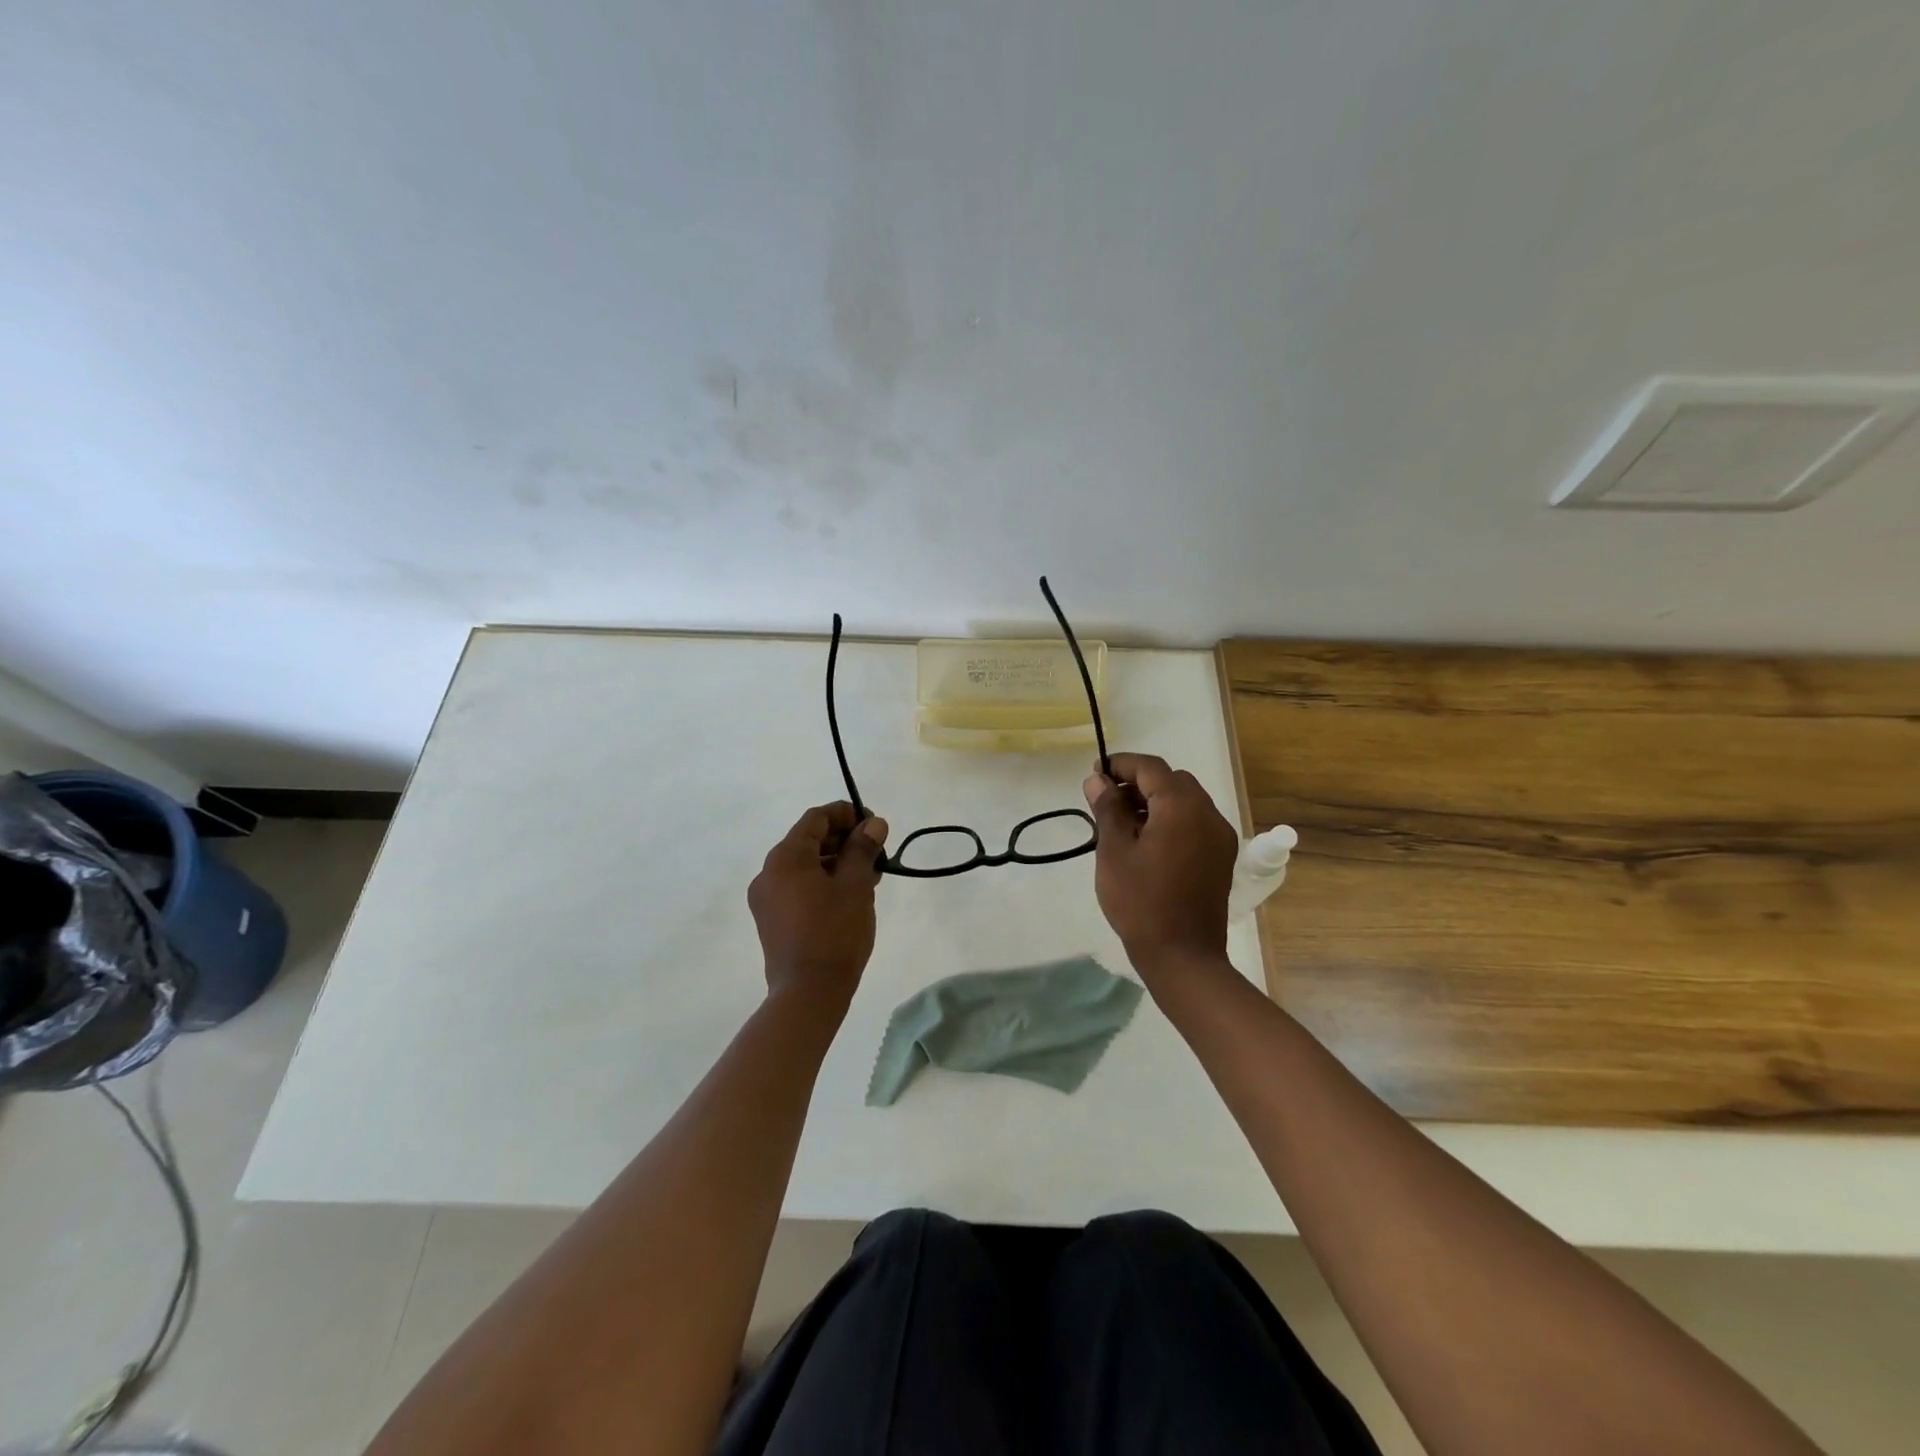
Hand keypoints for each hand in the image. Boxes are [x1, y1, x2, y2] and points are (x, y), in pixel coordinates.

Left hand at [748, 801, 888, 1012]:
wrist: (808, 994)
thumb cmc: (835, 933)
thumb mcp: (855, 885)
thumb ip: (863, 849)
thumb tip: (873, 823)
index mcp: (785, 857)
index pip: (816, 819)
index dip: (846, 815)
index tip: (874, 825)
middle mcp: (768, 872)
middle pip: (808, 841)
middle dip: (844, 841)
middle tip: (876, 853)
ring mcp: (766, 899)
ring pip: (805, 866)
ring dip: (836, 863)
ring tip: (869, 876)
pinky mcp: (771, 921)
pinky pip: (798, 888)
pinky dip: (823, 883)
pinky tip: (849, 896)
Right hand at [1083, 753, 1238, 977]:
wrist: (1183, 955)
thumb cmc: (1140, 901)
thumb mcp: (1114, 851)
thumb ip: (1107, 809)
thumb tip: (1098, 779)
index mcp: (1181, 807)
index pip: (1151, 768)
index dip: (1121, 764)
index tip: (1095, 773)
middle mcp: (1208, 813)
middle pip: (1172, 780)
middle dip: (1139, 782)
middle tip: (1108, 800)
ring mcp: (1220, 836)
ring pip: (1186, 801)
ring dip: (1156, 801)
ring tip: (1124, 823)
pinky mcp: (1221, 857)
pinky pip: (1195, 822)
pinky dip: (1172, 819)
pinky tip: (1148, 843)